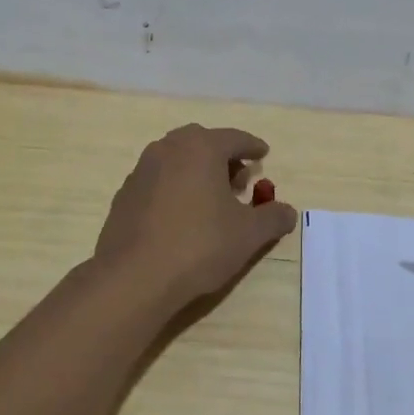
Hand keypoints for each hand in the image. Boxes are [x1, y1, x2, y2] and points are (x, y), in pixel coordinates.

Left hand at [94, 125, 297, 312]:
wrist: (134, 276)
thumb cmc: (199, 245)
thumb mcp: (248, 234)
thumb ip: (272, 218)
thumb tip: (288, 211)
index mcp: (201, 147)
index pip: (234, 138)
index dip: (252, 147)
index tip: (263, 154)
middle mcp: (168, 148)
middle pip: (203, 143)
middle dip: (223, 157)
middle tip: (239, 180)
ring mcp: (142, 170)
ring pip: (177, 160)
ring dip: (197, 171)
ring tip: (212, 199)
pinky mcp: (125, 194)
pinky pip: (158, 181)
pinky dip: (175, 188)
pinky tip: (182, 215)